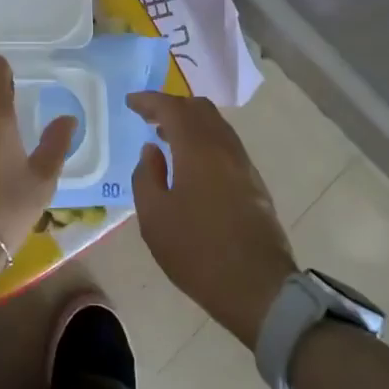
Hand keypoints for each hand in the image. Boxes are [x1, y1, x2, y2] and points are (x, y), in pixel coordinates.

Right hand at [129, 91, 296, 348]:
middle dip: (172, 105)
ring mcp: (244, 165)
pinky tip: (192, 161)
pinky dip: (205, 138)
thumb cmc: (197, 251)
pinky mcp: (254, 183)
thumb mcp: (154, 217)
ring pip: (217, 125)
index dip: (149, 100)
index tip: (130, 102)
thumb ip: (146, 176)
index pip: (172, 108)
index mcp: (197, 149)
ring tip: (167, 137)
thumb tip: (152, 151)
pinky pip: (226, 144)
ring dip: (191, 122)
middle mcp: (224, 148)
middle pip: (199, 109)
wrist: (258, 288)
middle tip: (148, 116)